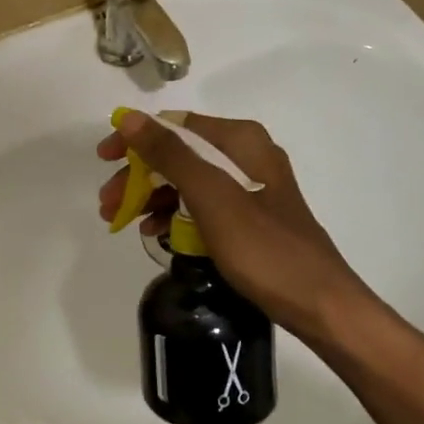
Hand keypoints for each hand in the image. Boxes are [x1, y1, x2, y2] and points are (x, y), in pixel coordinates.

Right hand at [97, 110, 378, 337]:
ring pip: (187, 180)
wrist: (320, 304)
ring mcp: (250, 185)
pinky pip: (202, 203)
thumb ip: (170, 154)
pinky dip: (176, 213)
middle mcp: (246, 154)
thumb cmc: (263, 247)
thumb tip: (131, 118)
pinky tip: (155, 232)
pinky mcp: (250, 214)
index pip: (174, 125)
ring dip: (153, 196)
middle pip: (179, 153)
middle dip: (140, 175)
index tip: (103, 161)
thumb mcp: (210, 197)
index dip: (135, 140)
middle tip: (108, 204)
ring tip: (122, 222)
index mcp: (240, 140)